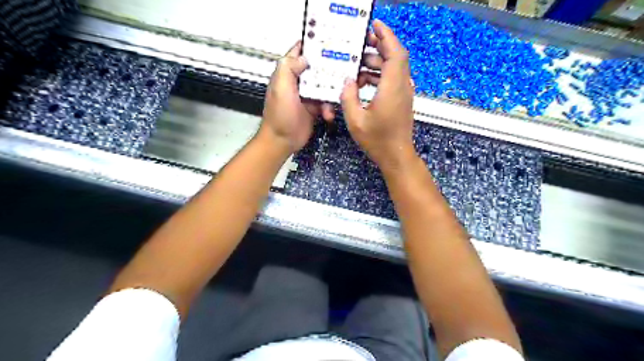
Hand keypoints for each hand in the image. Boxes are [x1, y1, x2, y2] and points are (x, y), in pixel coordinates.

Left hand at [258, 41, 333, 152]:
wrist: (283, 141)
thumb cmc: (279, 115)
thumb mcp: (281, 88)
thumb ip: (289, 68)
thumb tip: (304, 57)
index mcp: (287, 73)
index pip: (299, 52)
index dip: (312, 44)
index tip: (329, 40)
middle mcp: (298, 82)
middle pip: (317, 68)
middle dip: (329, 69)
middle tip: (344, 69)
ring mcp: (307, 95)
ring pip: (324, 86)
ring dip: (331, 92)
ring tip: (335, 99)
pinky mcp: (314, 108)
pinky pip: (326, 103)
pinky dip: (329, 108)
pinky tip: (328, 114)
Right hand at [339, 20, 414, 171]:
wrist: (396, 155)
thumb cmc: (377, 140)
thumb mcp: (355, 120)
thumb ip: (348, 97)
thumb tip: (348, 81)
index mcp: (392, 88)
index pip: (395, 53)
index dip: (387, 35)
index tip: (375, 25)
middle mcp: (402, 87)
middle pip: (396, 57)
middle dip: (380, 46)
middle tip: (361, 42)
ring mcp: (404, 94)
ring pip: (394, 68)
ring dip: (378, 62)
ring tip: (358, 63)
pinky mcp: (402, 100)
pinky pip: (393, 80)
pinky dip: (380, 75)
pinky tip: (364, 82)